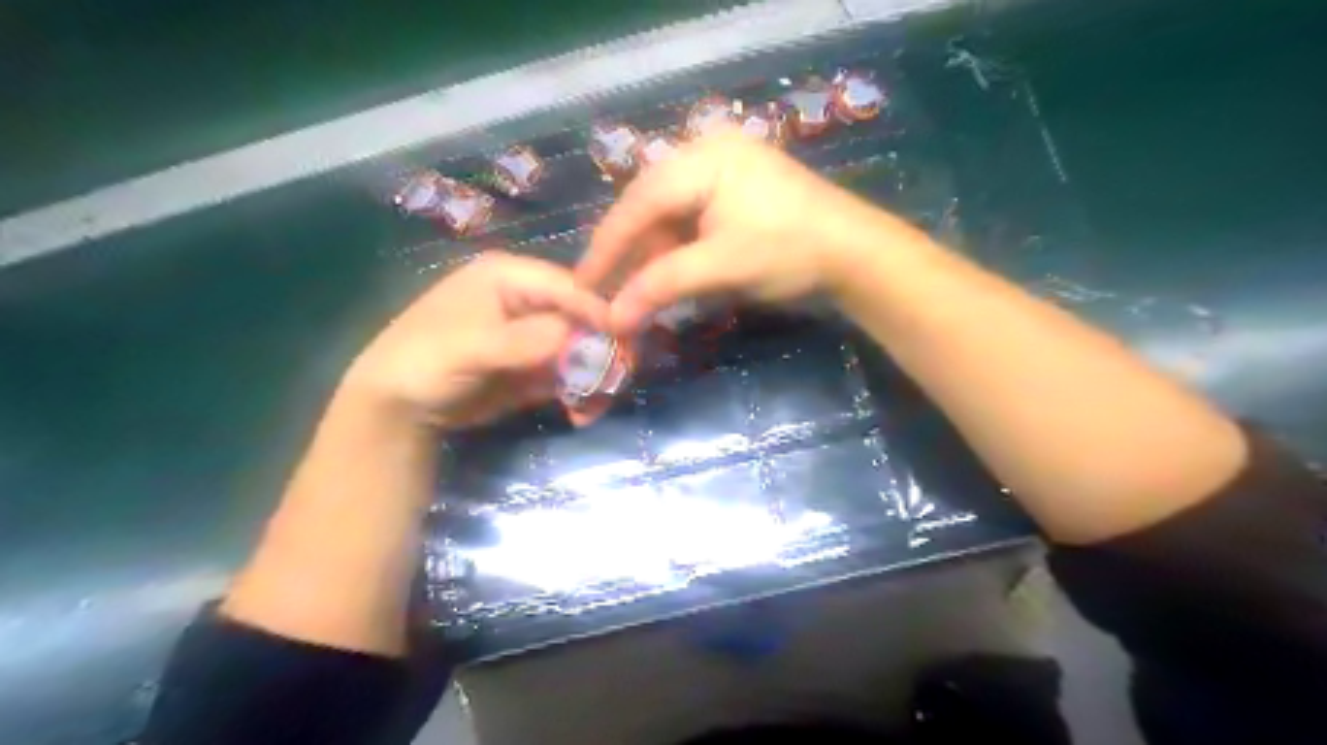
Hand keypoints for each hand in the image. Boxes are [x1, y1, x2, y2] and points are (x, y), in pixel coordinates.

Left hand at [344, 250, 606, 428]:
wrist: (398, 405)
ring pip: (584, 348)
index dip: (598, 311)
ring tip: (594, 406)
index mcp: (510, 276)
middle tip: (616, 381)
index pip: (569, 286)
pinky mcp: (537, 366)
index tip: (624, 340)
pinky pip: (571, 375)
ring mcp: (536, 335)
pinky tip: (582, 413)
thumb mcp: (469, 348)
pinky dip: (582, 394)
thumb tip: (574, 336)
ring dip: (596, 377)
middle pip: (583, 317)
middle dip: (602, 349)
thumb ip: (521, 340)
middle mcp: (530, 300)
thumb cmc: (424, 361)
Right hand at [583, 130, 923, 334]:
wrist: (856, 255)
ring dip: (653, 253)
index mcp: (703, 157)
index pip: (639, 202)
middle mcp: (707, 152)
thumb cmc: (789, 252)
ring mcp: (723, 169)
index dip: (608, 246)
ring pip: (668, 213)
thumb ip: (662, 286)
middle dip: (630, 250)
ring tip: (640, 289)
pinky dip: (676, 248)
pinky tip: (670, 273)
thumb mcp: (721, 268)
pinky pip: (690, 217)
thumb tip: (612, 319)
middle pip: (650, 204)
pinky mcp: (735, 190)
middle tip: (607, 287)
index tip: (583, 282)